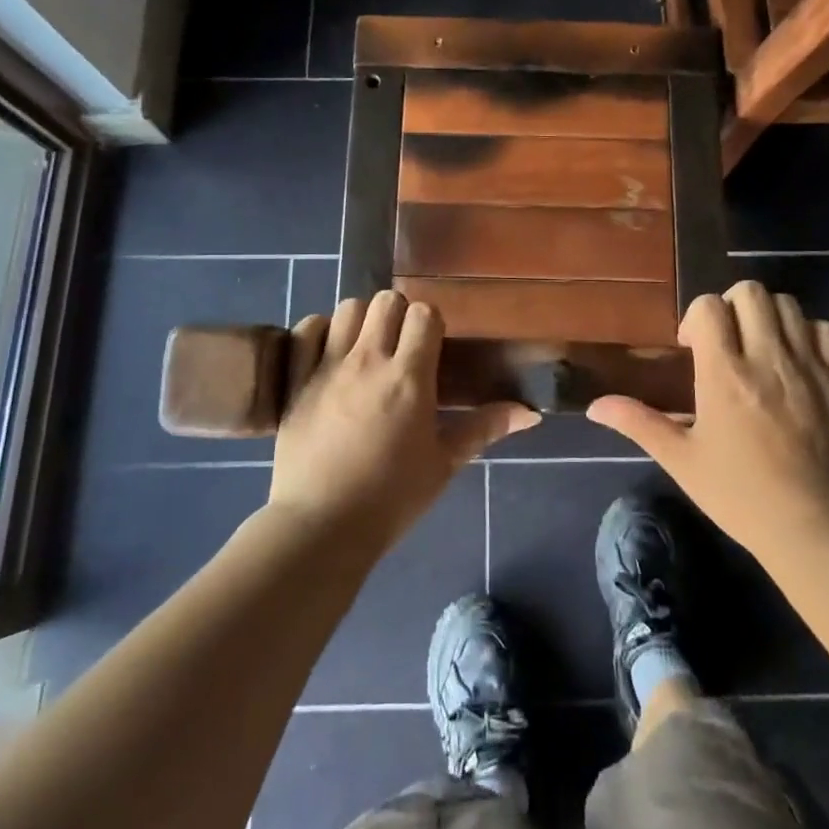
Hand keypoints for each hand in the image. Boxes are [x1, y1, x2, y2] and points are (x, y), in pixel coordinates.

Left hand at [268, 291, 537, 549]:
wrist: (322, 526)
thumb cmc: (391, 498)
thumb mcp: (444, 464)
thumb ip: (484, 428)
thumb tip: (531, 413)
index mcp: (409, 378)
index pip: (424, 314)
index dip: (431, 323)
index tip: (432, 346)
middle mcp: (368, 361)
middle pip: (386, 301)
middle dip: (398, 314)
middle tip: (400, 345)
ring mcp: (327, 366)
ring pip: (347, 308)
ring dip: (361, 320)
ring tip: (366, 347)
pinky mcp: (296, 379)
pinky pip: (306, 329)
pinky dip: (319, 331)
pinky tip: (328, 352)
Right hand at [587, 280, 828, 557]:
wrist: (813, 525)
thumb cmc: (739, 494)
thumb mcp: (681, 460)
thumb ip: (638, 422)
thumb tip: (594, 406)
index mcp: (724, 374)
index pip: (709, 306)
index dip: (696, 316)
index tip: (694, 347)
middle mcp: (767, 358)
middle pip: (750, 293)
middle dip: (732, 305)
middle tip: (727, 338)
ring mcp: (809, 366)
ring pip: (789, 305)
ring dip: (769, 316)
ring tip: (762, 346)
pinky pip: (827, 329)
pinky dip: (809, 333)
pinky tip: (798, 358)